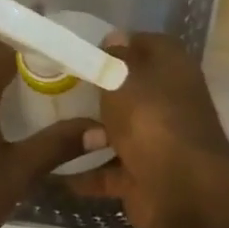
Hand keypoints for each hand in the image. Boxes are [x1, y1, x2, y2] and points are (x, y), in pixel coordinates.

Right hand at [65, 32, 228, 227]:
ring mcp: (156, 142)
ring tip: (47, 125)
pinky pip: (108, 172)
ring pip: (118, 132)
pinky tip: (53, 170)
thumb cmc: (150, 119)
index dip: (117, 45)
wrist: (181, 190)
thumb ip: (114, 57)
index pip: (146, 44)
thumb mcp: (123, 76)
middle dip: (98, 91)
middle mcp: (167, 103)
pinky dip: (85, 173)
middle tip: (56, 86)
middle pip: (130, 91)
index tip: (83, 50)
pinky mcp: (143, 177)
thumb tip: (115, 38)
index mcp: (171, 69)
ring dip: (88, 133)